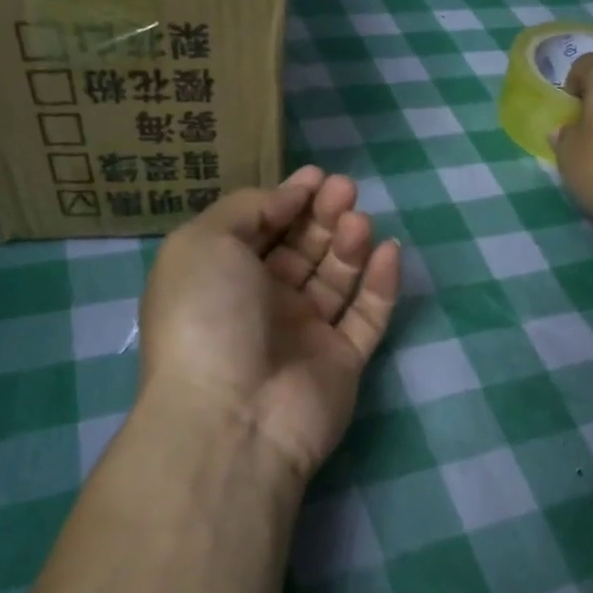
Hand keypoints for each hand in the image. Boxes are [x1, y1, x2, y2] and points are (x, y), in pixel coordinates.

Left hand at [136, 166, 401, 483]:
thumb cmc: (207, 316)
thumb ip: (247, 208)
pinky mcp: (343, 360)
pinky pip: (367, 315)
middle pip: (301, 249)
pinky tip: (389, 251)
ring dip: (349, 244)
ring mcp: (305, 334)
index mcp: (223, 277)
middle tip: (345, 190)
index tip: (316, 176)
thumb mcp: (203, 242)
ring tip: (359, 221)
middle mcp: (263, 304)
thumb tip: (289, 196)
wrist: (232, 416)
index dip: (288, 199)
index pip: (260, 229)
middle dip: (323, 215)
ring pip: (336, 278)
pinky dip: (381, 284)